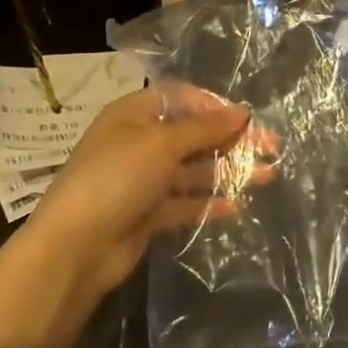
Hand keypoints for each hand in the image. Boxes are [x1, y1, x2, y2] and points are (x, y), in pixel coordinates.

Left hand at [10, 85, 264, 308]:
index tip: (247, 119)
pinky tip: (237, 206)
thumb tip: (243, 112)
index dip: (215, 106)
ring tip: (267, 176)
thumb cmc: (116, 179)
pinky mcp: (148, 213)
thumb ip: (205, 128)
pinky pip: (185, 202)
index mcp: (134, 115)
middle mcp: (139, 142)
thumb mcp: (161, 145)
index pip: (182, 99)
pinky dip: (209, 203)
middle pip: (194, 134)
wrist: (75, 249)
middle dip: (232, 140)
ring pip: (194, 169)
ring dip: (229, 171)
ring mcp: (143, 180)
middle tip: (272, 147)